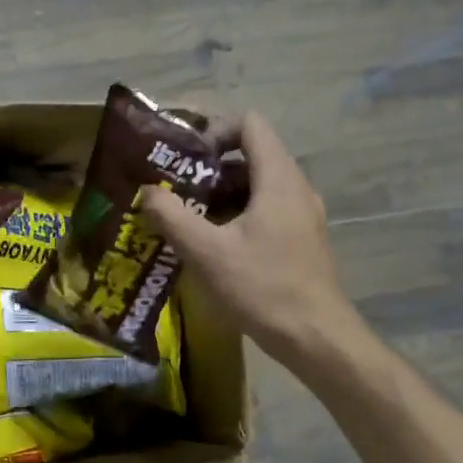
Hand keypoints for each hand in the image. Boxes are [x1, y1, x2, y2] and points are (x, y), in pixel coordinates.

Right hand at [141, 112, 371, 374]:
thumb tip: (147, 192)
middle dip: (209, 168)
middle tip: (175, 190)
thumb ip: (172, 216)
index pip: (250, 124)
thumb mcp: (206, 253)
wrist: (315, 337)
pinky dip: (236, 214)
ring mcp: (301, 214)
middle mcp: (295, 188)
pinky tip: (212, 244)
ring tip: (187, 218)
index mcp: (278, 179)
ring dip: (220, 194)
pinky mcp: (300, 238)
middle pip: (251, 155)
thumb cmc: (262, 288)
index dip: (214, 131)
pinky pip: (265, 209)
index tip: (185, 159)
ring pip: (256, 185)